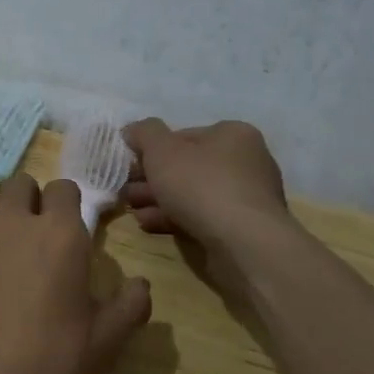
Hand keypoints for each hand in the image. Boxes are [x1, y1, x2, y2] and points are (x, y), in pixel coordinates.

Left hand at [0, 174, 151, 373]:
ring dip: (2, 215)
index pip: (65, 189)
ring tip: (6, 252)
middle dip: (33, 203)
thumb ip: (129, 305)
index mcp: (59, 233)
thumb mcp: (103, 342)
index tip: (71, 234)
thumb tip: (139, 285)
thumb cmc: (46, 365)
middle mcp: (14, 221)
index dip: (69, 208)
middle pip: (23, 185)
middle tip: (38, 240)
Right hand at [121, 118, 288, 247]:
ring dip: (159, 200)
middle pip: (187, 166)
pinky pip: (202, 217)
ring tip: (132, 209)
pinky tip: (149, 224)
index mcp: (233, 134)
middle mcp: (246, 161)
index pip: (184, 135)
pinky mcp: (242, 228)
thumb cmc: (202, 185)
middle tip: (126, 190)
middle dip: (152, 179)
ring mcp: (246, 197)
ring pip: (192, 194)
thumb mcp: (162, 150)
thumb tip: (133, 130)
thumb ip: (144, 134)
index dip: (152, 149)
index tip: (130, 165)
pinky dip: (174, 218)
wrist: (243, 243)